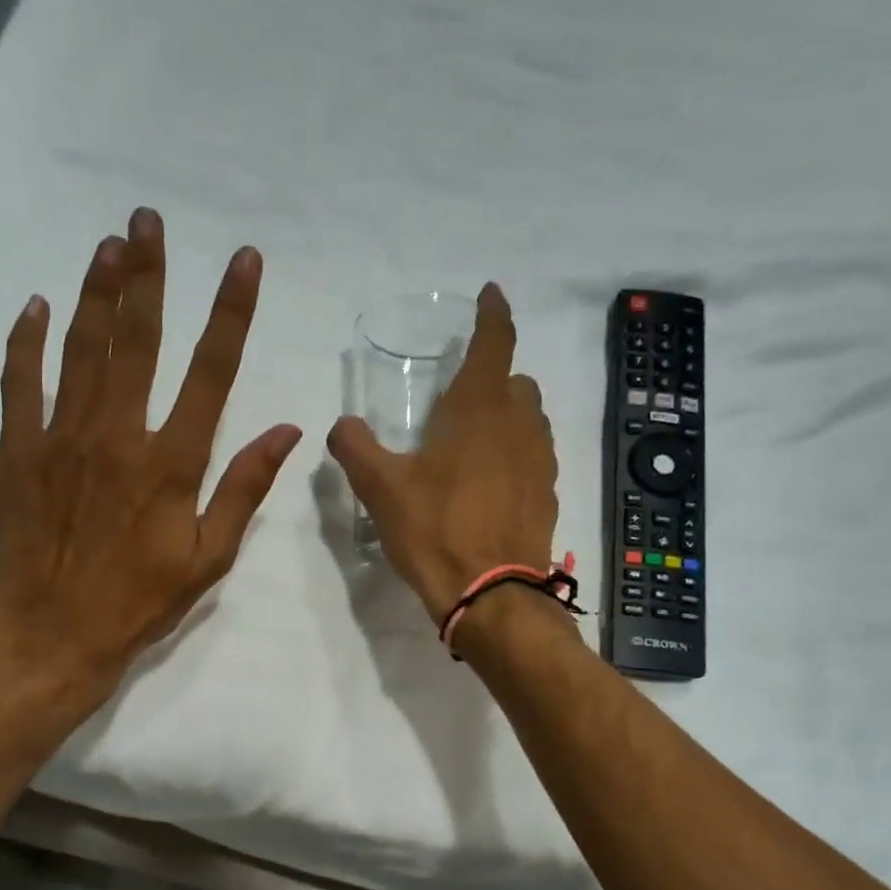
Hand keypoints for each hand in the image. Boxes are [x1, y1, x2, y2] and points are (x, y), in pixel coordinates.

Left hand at [0, 207, 300, 704]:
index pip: (211, 371)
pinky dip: (27, 341)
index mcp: (172, 462)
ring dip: (96, 291)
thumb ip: (244, 488)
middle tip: (148, 218)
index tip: (243, 261)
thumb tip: (287, 429)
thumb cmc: (140, 601)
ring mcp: (62, 437)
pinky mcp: (19, 451)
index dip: (230, 311)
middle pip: (136, 338)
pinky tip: (36, 305)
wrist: (53, 634)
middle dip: (147, 273)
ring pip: (81, 348)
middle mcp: (118, 434)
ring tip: (108, 243)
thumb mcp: (209, 557)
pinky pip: (21, 382)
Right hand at [327, 284, 558, 622]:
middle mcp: (519, 425)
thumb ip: (355, 447)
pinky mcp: (548, 496)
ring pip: (530, 419)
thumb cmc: (435, 530)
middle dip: (494, 377)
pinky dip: (516, 454)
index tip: (490, 294)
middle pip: (516, 382)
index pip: (495, 341)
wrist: (492, 595)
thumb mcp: (381, 488)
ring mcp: (541, 462)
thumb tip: (342, 425)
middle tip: (461, 396)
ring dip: (508, 415)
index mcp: (479, 409)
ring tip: (476, 439)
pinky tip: (491, 482)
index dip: (493, 313)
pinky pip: (535, 457)